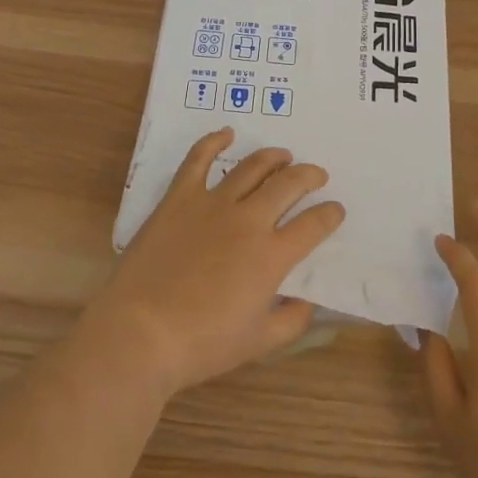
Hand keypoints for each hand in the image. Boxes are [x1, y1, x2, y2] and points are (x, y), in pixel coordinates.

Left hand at [81, 128, 345, 400]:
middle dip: (309, 176)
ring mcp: (213, 203)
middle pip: (288, 185)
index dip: (330, 214)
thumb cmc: (202, 343)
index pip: (313, 225)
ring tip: (284, 156)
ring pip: (252, 167)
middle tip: (317, 175)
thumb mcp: (258, 343)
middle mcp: (249, 220)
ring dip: (273, 157)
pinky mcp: (180, 198)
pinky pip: (198, 159)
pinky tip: (226, 134)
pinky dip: (214, 142)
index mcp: (271, 255)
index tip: (336, 210)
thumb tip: (309, 301)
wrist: (141, 332)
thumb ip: (292, 320)